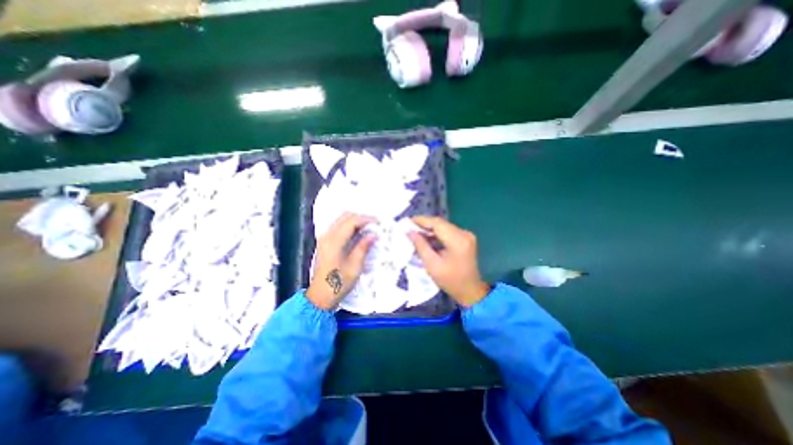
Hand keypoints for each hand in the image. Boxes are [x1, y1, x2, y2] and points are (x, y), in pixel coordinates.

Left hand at [305, 211, 376, 309]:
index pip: (352, 221)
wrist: (320, 295)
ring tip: (368, 228)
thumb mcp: (355, 266)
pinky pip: (337, 226)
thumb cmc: (338, 283)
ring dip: (355, 221)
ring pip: (340, 220)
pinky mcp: (324, 242)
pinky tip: (357, 233)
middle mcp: (327, 236)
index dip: (366, 219)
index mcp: (334, 241)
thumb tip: (374, 234)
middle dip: (361, 217)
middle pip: (345, 216)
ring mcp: (324, 238)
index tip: (378, 222)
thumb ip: (363, 247)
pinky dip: (349, 226)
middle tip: (374, 224)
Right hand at [409, 215, 490, 307]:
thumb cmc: (450, 281)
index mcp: (458, 240)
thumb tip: (410, 232)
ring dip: (429, 229)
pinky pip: (448, 231)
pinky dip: (436, 234)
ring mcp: (466, 235)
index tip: (407, 221)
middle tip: (409, 227)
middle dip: (424, 224)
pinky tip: (426, 238)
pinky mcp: (465, 238)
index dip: (421, 220)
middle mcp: (464, 233)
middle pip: (441, 223)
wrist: (470, 291)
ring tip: (415, 232)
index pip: (437, 223)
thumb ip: (420, 246)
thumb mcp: (432, 265)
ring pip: (443, 226)